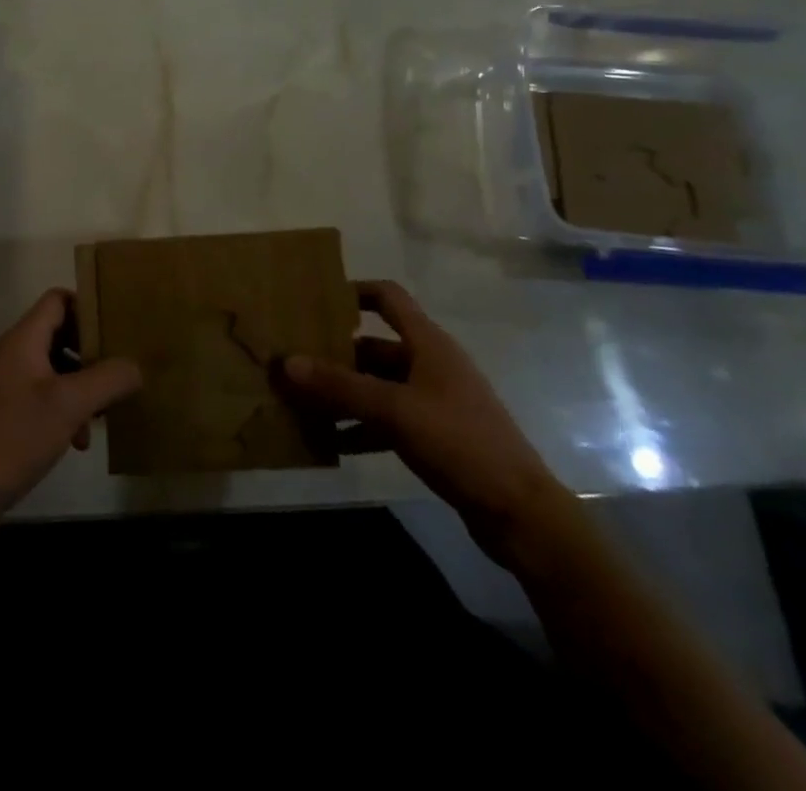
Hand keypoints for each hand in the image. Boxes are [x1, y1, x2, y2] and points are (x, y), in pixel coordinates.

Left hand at [0, 290, 141, 535]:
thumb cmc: (14, 436)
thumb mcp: (69, 404)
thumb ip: (107, 380)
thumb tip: (136, 366)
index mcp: (25, 339)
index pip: (59, 299)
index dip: (88, 306)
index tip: (118, 326)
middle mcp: (16, 354)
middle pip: (61, 334)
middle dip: (92, 351)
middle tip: (121, 368)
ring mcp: (10, 385)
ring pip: (57, 370)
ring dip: (83, 386)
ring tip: (106, 411)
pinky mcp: (9, 415)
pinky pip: (46, 398)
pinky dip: (67, 411)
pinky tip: (80, 440)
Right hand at [279, 280, 576, 564]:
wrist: (520, 513)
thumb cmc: (460, 442)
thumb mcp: (395, 410)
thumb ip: (340, 387)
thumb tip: (285, 362)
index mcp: (427, 343)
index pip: (388, 297)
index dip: (353, 291)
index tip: (313, 300)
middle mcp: (429, 364)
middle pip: (374, 345)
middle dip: (334, 352)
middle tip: (292, 359)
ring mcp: (433, 401)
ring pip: (377, 385)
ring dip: (343, 393)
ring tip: (300, 401)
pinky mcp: (434, 435)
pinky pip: (386, 420)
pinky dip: (359, 426)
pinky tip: (331, 442)